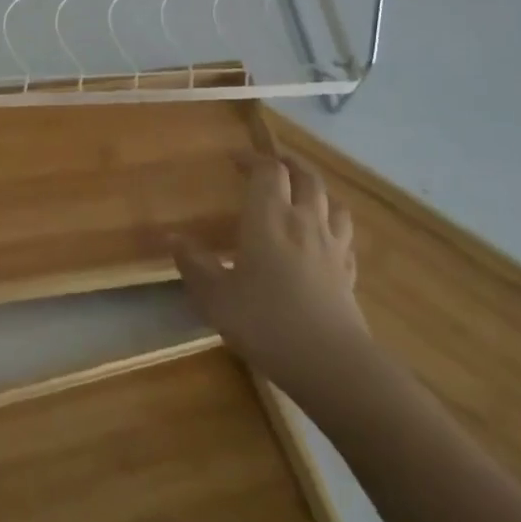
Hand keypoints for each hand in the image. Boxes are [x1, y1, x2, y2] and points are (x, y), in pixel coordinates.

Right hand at [170, 154, 370, 398]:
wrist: (330, 363)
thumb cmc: (264, 321)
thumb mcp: (215, 295)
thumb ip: (193, 263)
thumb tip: (171, 237)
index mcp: (269, 218)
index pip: (267, 171)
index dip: (252, 158)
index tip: (234, 159)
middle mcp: (304, 222)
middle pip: (306, 177)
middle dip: (288, 164)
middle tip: (270, 163)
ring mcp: (333, 247)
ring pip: (332, 202)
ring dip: (316, 190)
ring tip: (302, 194)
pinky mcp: (349, 273)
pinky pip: (344, 237)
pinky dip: (333, 226)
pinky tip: (325, 239)